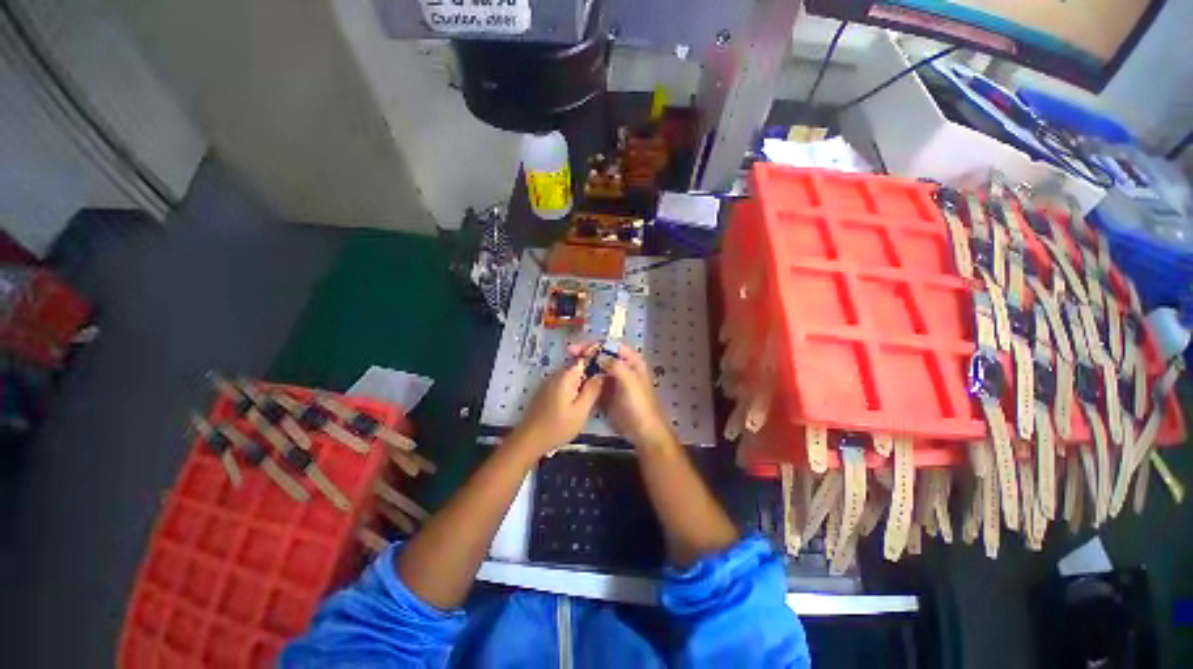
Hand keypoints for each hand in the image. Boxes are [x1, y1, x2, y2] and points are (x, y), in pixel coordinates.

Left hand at [509, 356, 604, 455]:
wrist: (529, 440)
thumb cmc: (557, 427)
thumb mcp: (581, 411)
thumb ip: (592, 390)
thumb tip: (603, 374)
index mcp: (566, 376)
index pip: (584, 357)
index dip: (597, 359)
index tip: (608, 369)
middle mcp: (556, 374)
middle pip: (578, 366)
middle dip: (591, 372)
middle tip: (604, 385)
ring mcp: (549, 382)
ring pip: (571, 375)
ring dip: (582, 381)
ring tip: (593, 394)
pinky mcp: (545, 391)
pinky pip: (563, 383)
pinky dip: (573, 388)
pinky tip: (578, 401)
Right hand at [568, 343, 673, 450]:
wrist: (642, 432)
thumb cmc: (639, 405)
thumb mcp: (629, 382)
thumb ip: (614, 365)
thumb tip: (597, 355)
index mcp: (632, 361)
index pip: (611, 346)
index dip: (595, 344)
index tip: (578, 347)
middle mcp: (623, 367)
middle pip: (603, 355)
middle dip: (587, 353)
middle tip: (569, 353)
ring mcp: (614, 380)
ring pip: (597, 368)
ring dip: (585, 365)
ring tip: (568, 365)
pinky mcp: (607, 393)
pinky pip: (594, 382)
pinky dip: (585, 379)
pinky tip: (573, 380)